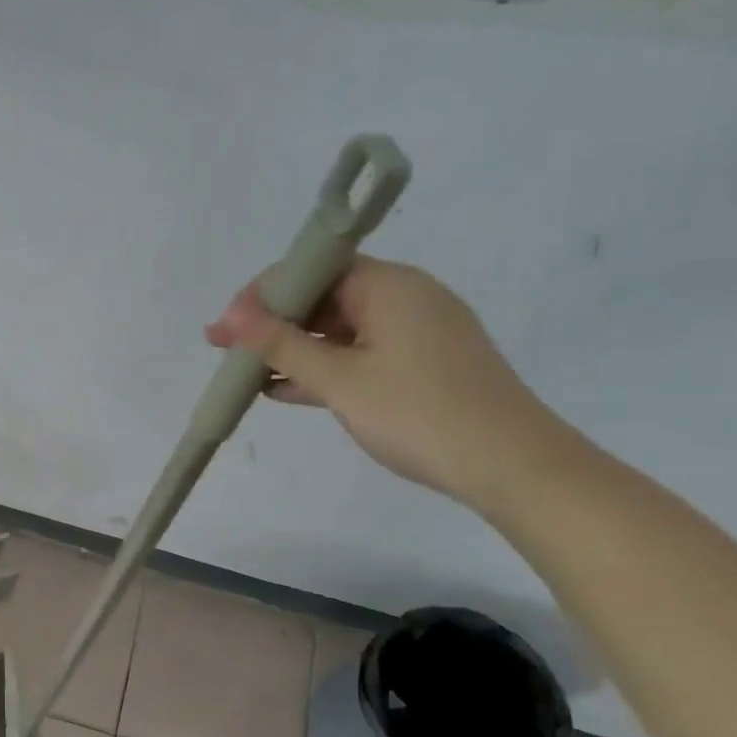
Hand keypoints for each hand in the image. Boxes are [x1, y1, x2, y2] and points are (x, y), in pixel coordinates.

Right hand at [204, 256, 573, 513]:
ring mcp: (416, 333)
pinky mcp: (421, 365)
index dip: (264, 293)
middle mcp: (405, 298)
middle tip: (223, 347)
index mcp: (390, 286)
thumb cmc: (419, 414)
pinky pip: (359, 354)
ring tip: (245, 371)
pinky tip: (284, 389)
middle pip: (325, 297)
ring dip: (293, 349)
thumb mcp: (341, 380)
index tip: (226, 323)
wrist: (512, 466)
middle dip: (272, 322)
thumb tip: (231, 314)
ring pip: (339, 330)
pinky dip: (323, 368)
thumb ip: (283, 345)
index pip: (315, 269)